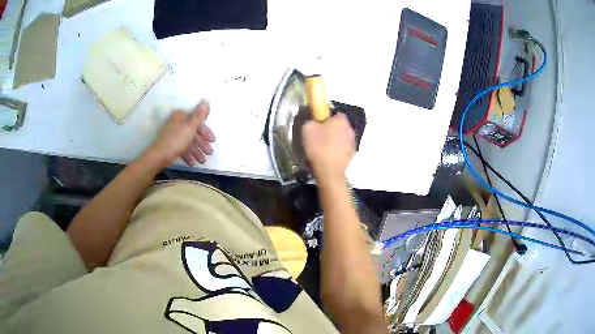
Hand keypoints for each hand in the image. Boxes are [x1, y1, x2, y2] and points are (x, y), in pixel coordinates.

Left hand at [145, 100, 214, 167]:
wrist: (159, 155)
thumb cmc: (177, 140)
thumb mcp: (191, 127)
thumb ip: (199, 115)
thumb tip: (206, 100)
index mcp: (181, 116)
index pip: (196, 122)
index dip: (205, 132)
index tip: (212, 141)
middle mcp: (176, 123)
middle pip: (192, 132)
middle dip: (201, 144)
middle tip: (209, 153)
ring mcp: (171, 135)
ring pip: (187, 142)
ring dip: (196, 152)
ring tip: (202, 161)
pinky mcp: (168, 145)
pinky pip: (181, 148)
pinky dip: (187, 155)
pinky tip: (192, 163)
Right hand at [302, 113, 354, 182]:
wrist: (329, 171)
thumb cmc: (319, 147)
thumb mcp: (307, 129)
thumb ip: (310, 120)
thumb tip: (313, 121)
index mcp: (341, 120)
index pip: (335, 113)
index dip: (326, 118)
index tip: (318, 124)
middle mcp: (350, 128)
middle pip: (340, 125)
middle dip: (331, 128)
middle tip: (319, 135)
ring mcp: (353, 142)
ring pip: (342, 136)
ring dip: (335, 139)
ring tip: (324, 147)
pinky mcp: (353, 154)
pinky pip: (344, 147)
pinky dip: (338, 149)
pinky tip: (329, 155)